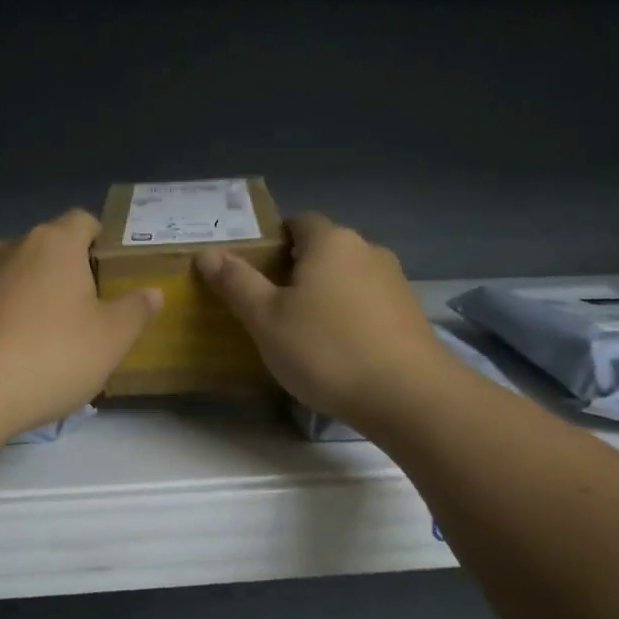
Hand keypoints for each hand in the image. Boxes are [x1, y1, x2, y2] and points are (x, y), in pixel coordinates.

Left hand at [0, 210, 160, 439]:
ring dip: (38, 295)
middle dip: (71, 272)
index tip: (114, 273)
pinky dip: (10, 317)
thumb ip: (136, 310)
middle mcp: (12, 247)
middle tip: (92, 310)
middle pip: (50, 248)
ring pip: (20, 275)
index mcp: (54, 243)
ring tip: (54, 337)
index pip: (84, 220)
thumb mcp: (112, 338)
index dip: (102, 241)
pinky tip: (19, 353)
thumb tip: (153, 292)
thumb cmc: (53, 355)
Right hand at [197, 214, 448, 427]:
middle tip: (271, 307)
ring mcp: (394, 281)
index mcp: (330, 241)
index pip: (298, 222)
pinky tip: (340, 350)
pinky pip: (368, 303)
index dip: (273, 243)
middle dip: (297, 271)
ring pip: (347, 278)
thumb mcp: (266, 318)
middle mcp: (367, 250)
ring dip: (326, 295)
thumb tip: (207, 253)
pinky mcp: (411, 313)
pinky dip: (350, 316)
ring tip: (304, 333)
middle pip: (323, 250)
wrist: (407, 396)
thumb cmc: (326, 349)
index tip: (255, 274)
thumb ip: (236, 282)